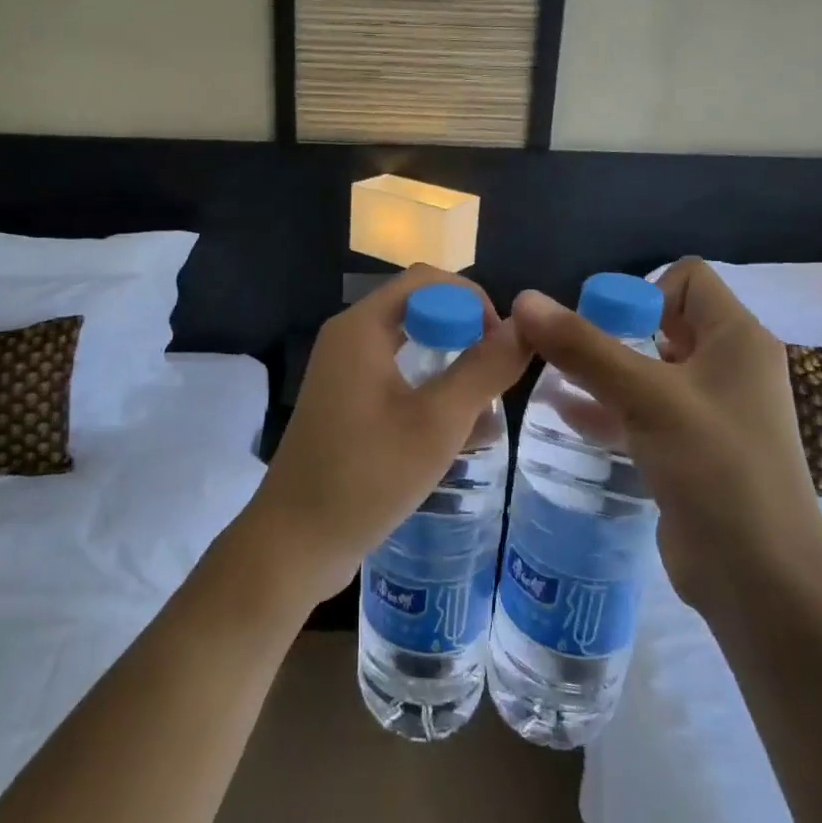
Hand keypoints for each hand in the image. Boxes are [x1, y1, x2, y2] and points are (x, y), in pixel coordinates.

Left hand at [245, 265, 531, 609]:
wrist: (296, 542)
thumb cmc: (367, 475)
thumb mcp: (437, 422)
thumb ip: (484, 369)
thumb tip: (525, 326)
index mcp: (361, 327)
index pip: (426, 280)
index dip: (472, 300)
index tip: (503, 343)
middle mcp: (349, 338)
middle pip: (418, 311)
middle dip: (465, 335)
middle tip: (499, 375)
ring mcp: (344, 373)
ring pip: (411, 348)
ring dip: (452, 369)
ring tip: (488, 409)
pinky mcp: (346, 404)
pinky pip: (397, 380)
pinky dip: (430, 393)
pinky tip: (461, 435)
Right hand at [511, 259, 821, 617]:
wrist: (761, 581)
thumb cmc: (715, 469)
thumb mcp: (646, 398)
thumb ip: (584, 347)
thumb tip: (525, 299)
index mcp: (736, 338)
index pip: (687, 278)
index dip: (642, 290)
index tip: (603, 326)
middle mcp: (730, 366)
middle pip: (663, 322)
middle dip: (611, 332)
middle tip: (567, 354)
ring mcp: (713, 411)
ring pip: (649, 370)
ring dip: (604, 372)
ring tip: (554, 382)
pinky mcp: (694, 450)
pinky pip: (646, 412)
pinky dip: (611, 408)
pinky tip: (569, 419)